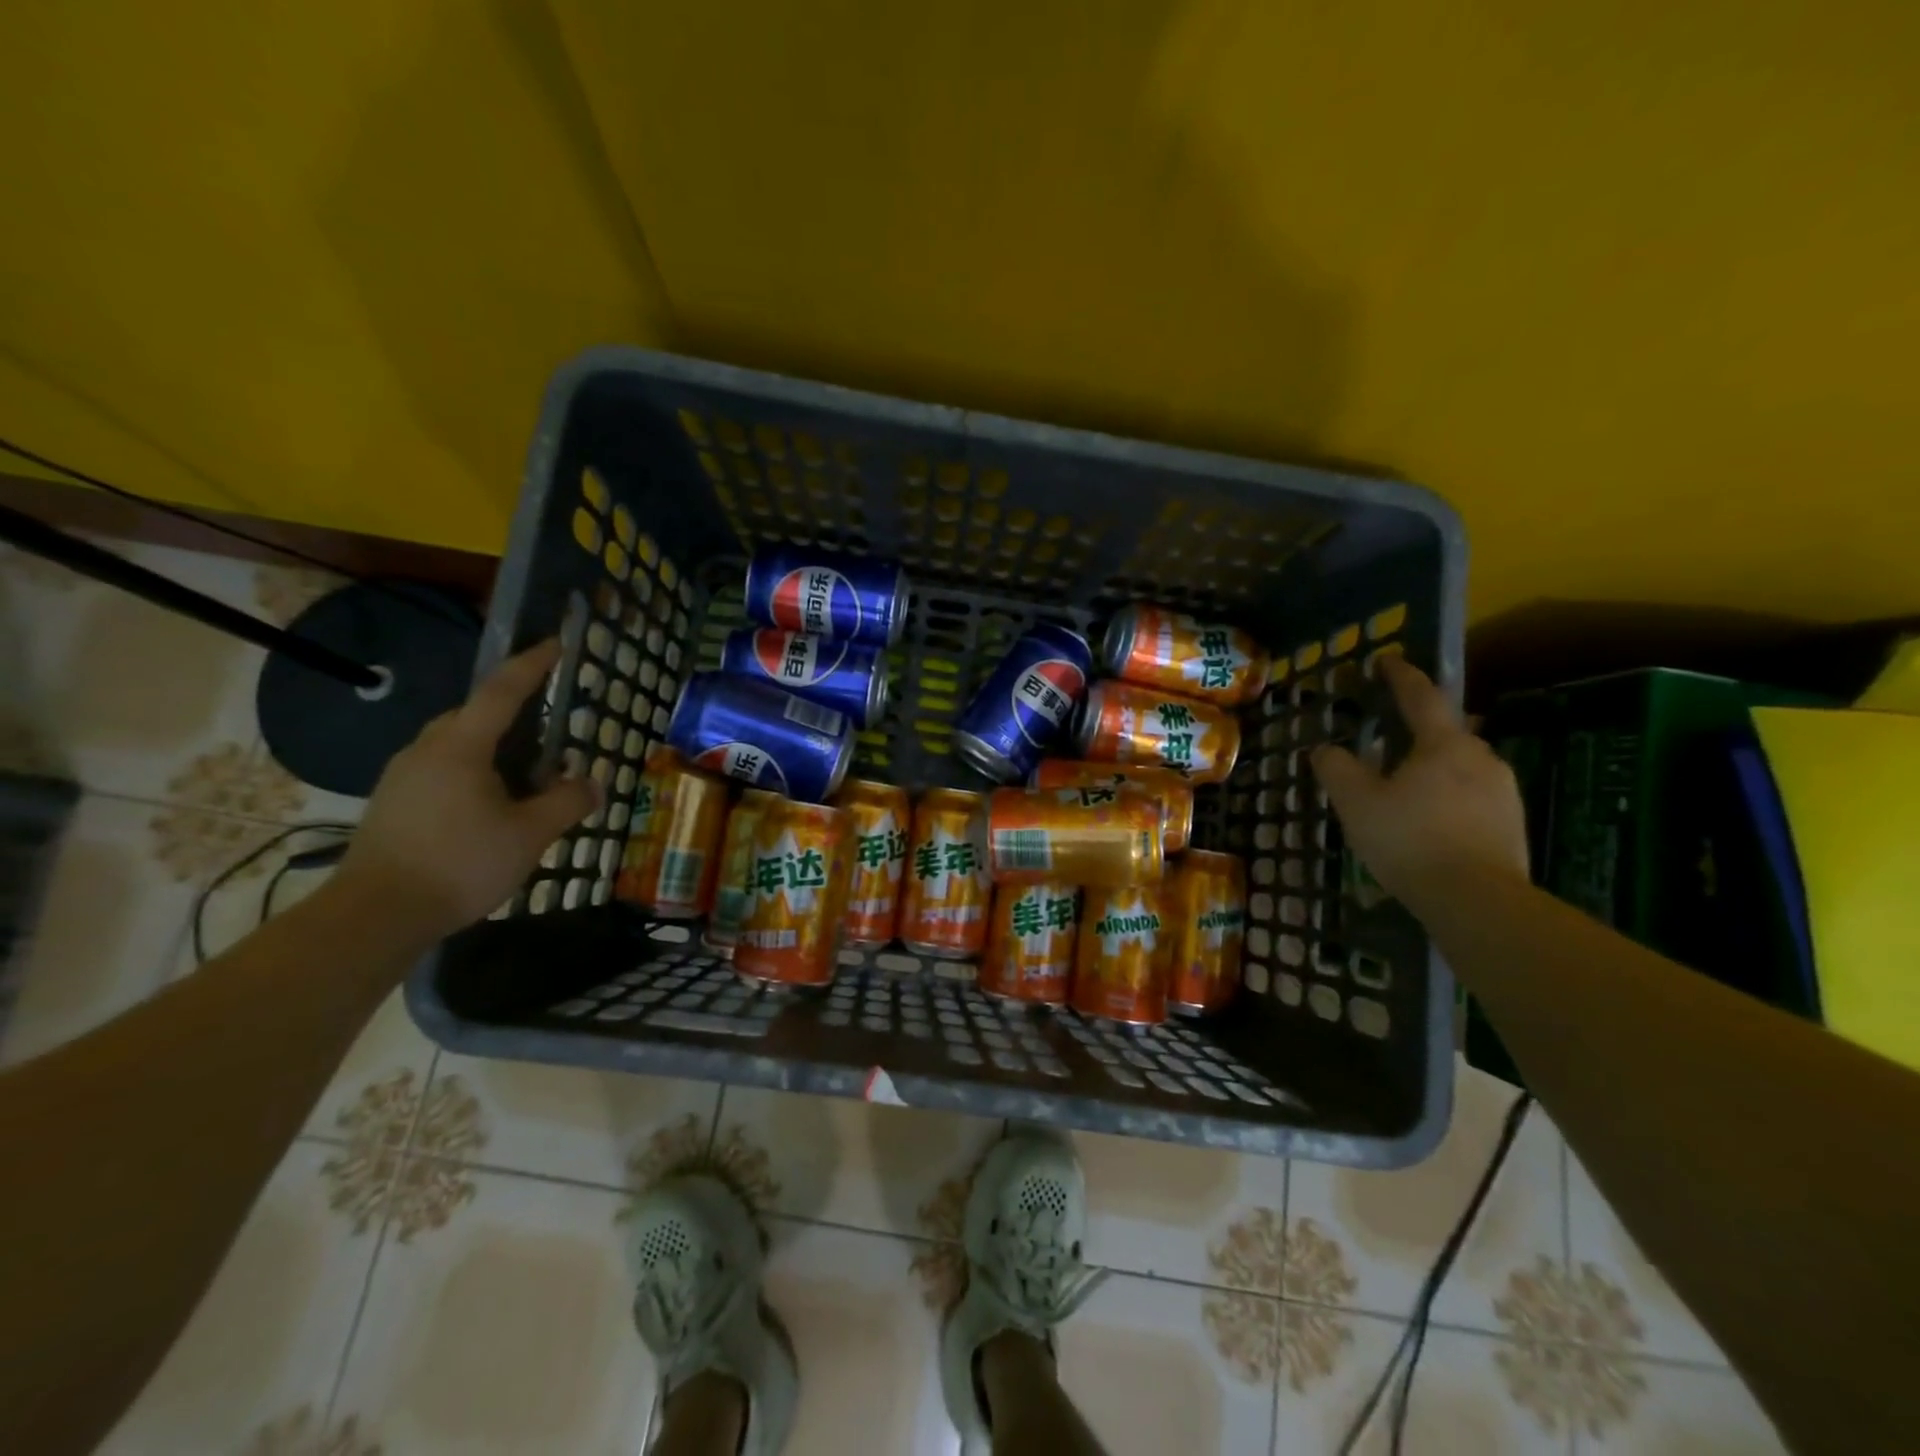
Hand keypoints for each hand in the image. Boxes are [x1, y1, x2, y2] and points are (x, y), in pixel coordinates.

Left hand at [331, 640, 598, 943]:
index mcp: (461, 747)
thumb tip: (593, 784)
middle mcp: (427, 750)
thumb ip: (567, 802)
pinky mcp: (393, 802)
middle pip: (475, 715)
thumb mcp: (530, 834)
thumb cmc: (460, 864)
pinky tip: (490, 804)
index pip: (502, 691)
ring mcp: (403, 776)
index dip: (532, 665)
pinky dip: (473, 771)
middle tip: (550, 731)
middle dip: (513, 713)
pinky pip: (442, 768)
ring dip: (494, 747)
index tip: (556, 643)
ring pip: (456, 744)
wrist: (375, 915)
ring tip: (526, 775)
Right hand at [1309, 655, 1527, 909]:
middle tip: (1391, 737)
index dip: (1400, 676)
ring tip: (1407, 784)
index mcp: (1443, 744)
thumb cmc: (1410, 840)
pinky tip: (1431, 819)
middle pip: (1446, 731)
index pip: (1420, 696)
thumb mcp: (1356, 803)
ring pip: (1462, 765)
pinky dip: (1450, 795)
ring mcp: (1504, 791)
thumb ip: (1337, 768)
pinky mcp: (1512, 823)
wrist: (1477, 900)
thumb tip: (1325, 748)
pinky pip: (1474, 794)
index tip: (1386, 660)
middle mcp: (1480, 757)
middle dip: (1419, 728)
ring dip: (1435, 765)